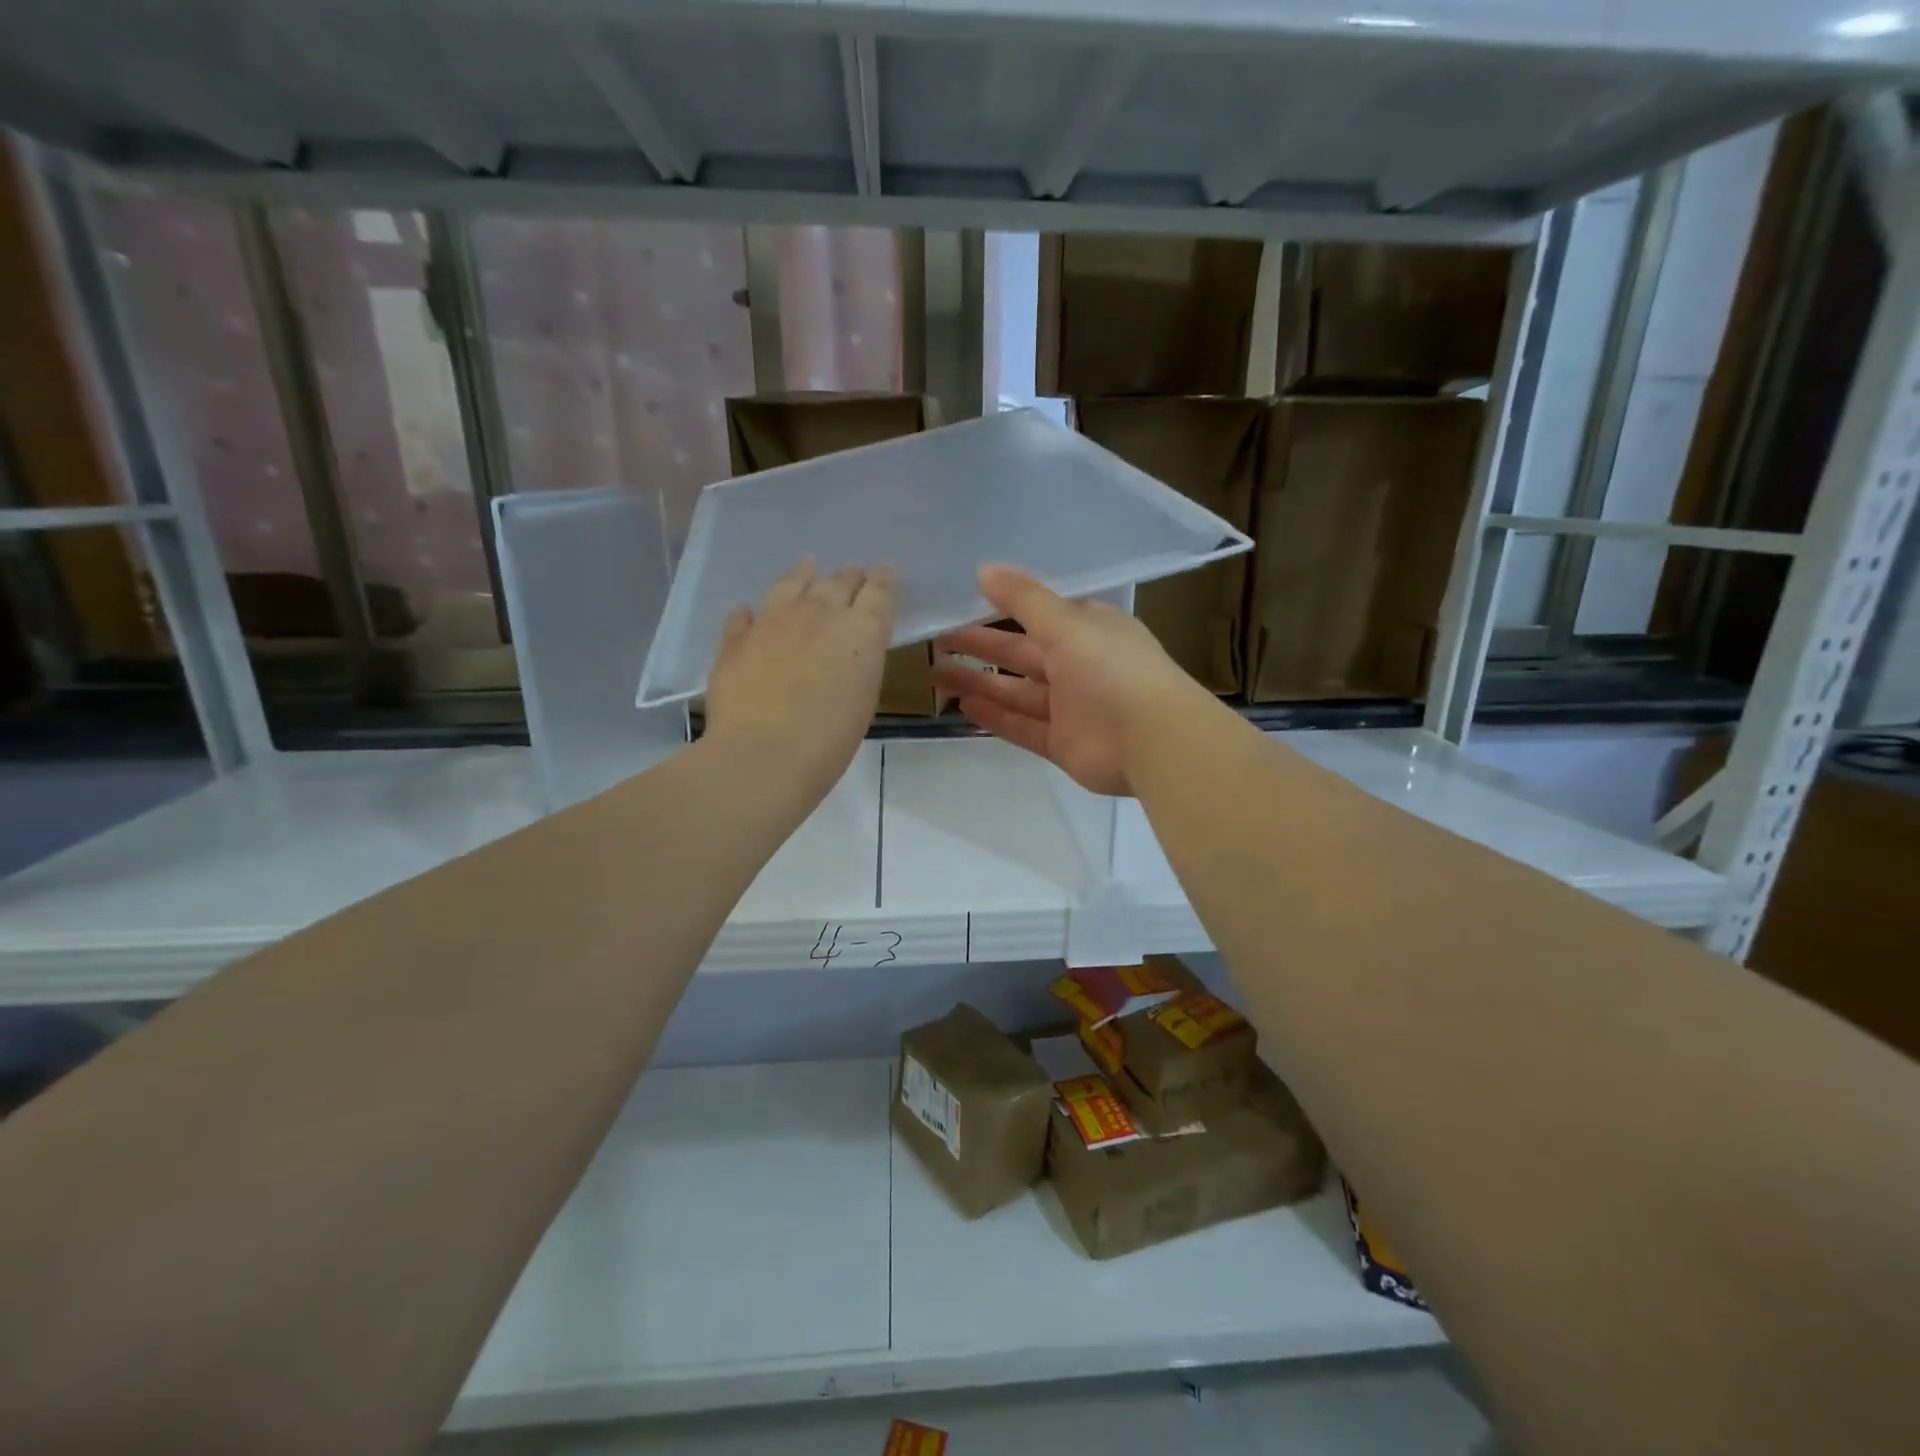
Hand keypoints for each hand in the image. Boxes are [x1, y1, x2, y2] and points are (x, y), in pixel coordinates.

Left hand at [705, 560, 897, 811]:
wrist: (763, 755)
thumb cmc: (829, 740)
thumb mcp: (863, 698)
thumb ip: (859, 662)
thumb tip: (847, 650)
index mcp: (861, 630)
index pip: (879, 590)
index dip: (883, 578)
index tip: (884, 572)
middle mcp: (819, 612)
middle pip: (838, 580)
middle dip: (849, 577)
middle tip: (853, 576)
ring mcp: (773, 620)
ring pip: (791, 583)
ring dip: (803, 575)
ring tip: (807, 568)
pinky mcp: (736, 637)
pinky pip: (745, 614)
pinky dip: (753, 613)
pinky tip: (751, 615)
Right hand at [931, 566, 1214, 796]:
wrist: (1152, 740)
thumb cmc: (1112, 669)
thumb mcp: (1067, 623)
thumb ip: (1024, 599)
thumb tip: (984, 570)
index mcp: (1088, 630)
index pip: (1040, 615)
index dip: (1003, 609)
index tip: (963, 603)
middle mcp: (1079, 666)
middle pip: (1020, 654)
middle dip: (980, 647)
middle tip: (936, 639)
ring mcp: (1070, 707)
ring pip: (1016, 691)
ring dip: (979, 682)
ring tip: (936, 674)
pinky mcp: (1062, 743)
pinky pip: (1022, 726)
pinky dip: (995, 717)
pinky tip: (963, 706)